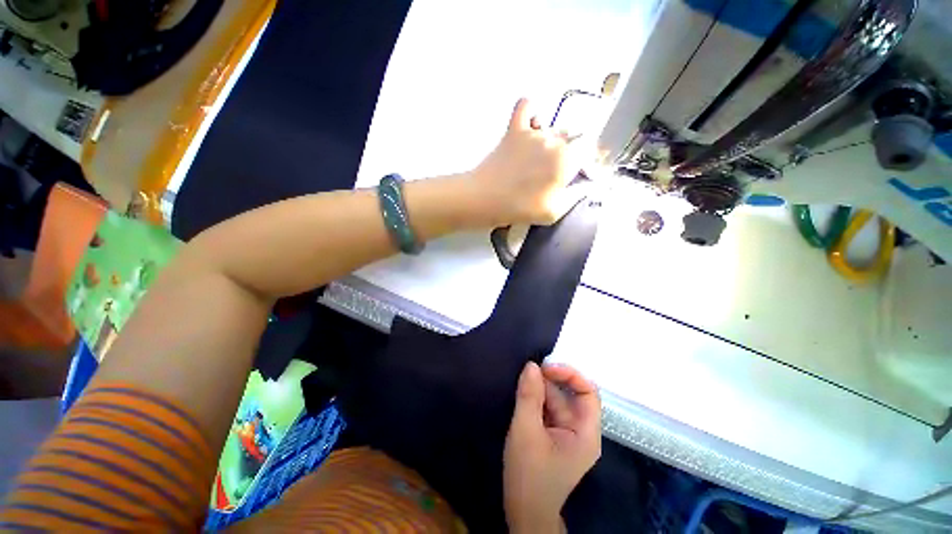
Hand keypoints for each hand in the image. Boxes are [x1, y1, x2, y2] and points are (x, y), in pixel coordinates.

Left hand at [469, 98, 591, 226]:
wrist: (484, 199)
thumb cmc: (519, 209)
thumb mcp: (553, 212)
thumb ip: (574, 196)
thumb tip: (587, 184)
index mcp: (565, 160)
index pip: (588, 148)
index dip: (586, 158)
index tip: (578, 171)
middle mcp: (553, 140)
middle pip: (570, 139)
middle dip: (567, 153)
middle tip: (552, 174)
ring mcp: (532, 132)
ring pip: (551, 128)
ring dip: (550, 141)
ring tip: (535, 162)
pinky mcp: (513, 129)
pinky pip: (527, 106)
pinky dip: (531, 112)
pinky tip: (531, 126)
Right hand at [503, 362, 601, 532]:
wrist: (523, 512)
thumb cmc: (529, 475)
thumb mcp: (525, 432)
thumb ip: (529, 396)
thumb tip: (531, 365)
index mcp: (585, 433)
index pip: (588, 393)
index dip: (569, 375)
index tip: (545, 368)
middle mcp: (581, 430)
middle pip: (569, 395)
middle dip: (549, 382)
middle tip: (526, 374)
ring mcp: (567, 433)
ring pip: (556, 400)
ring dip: (539, 390)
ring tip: (521, 384)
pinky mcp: (554, 435)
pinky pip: (548, 409)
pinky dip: (536, 400)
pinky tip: (523, 395)